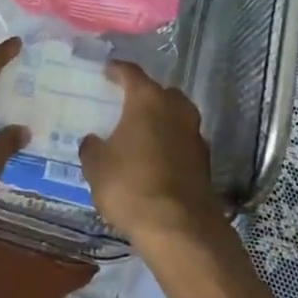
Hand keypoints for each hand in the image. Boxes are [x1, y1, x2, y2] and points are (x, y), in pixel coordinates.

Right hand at [79, 62, 227, 246]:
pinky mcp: (205, 161)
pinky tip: (157, 159)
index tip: (106, 70)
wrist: (180, 228)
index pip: (131, 73)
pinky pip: (183, 141)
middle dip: (144, 95)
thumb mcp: (97, 167)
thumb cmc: (131, 186)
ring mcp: (195, 134)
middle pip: (160, 92)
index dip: (117, 70)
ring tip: (142, 132)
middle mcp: (175, 108)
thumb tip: (93, 140)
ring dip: (161, 120)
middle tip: (126, 104)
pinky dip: (171, 144)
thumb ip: (92, 147)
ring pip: (176, 115)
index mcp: (147, 100)